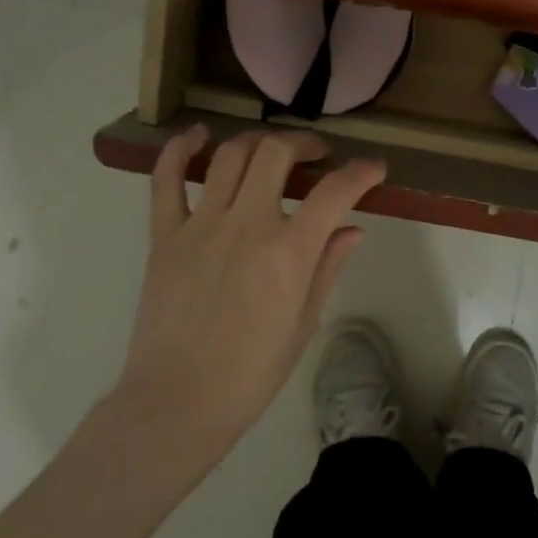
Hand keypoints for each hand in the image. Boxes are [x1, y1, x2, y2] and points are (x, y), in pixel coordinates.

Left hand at [113, 125, 386, 480]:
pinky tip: (197, 136)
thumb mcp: (304, 323)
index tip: (373, 169)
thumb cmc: (251, 372)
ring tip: (271, 150)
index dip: (361, 173)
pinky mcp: (165, 235)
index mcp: (289, 253)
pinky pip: (166, 180)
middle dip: (305, 143)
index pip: (334, 192)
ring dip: (257, 142)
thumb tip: (352, 229)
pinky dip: (180, 150)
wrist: (178, 401)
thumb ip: (327, 268)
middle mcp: (247, 226)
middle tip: (317, 154)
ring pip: (230, 157)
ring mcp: (201, 226)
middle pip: (277, 154)